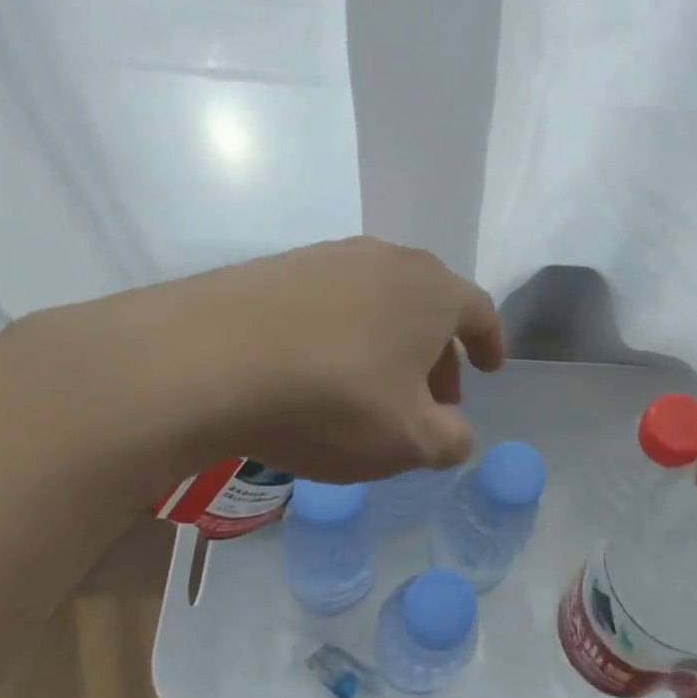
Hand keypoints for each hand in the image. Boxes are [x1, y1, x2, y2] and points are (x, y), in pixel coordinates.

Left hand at [0, 238, 504, 493]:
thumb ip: (450, 441)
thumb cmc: (332, 399)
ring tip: (373, 388)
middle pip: (430, 304)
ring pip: (380, 301)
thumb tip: (456, 434)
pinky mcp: (279, 267)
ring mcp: (329, 256)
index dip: (490, 343)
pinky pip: (332, 301)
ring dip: (389, 343)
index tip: (490, 369)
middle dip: (438, 353)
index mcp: (432, 290)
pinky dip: (343, 334)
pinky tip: (318, 370)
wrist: (206, 359)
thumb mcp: (407, 440)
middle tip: (431, 398)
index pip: (479, 311)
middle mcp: (388, 260)